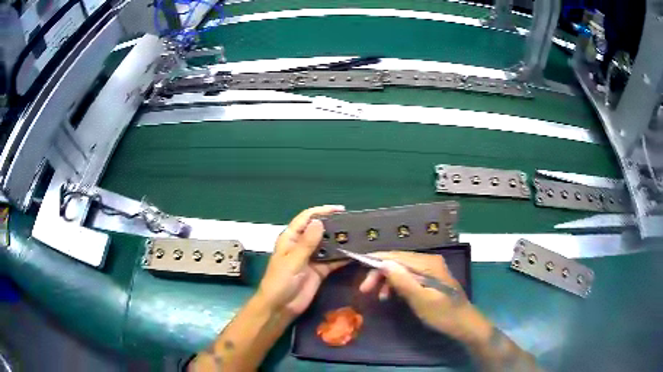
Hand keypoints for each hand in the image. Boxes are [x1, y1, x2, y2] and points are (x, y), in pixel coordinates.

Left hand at [257, 205, 346, 317]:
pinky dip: (343, 257)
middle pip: (319, 230)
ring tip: (359, 236)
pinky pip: (333, 261)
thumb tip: (319, 222)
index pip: (306, 218)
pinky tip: (355, 253)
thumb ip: (306, 243)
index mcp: (290, 238)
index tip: (340, 209)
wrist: (280, 307)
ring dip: (340, 241)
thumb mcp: (292, 261)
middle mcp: (302, 245)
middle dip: (334, 225)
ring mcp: (312, 258)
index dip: (322, 211)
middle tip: (354, 223)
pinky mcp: (320, 271)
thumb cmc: (280, 282)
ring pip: (328, 245)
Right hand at [359, 251, 488, 342]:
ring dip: (387, 281)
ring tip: (377, 297)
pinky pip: (409, 277)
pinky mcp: (430, 278)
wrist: (464, 323)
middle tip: (364, 290)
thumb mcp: (421, 300)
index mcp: (428, 263)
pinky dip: (398, 285)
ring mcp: (430, 269)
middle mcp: (429, 261)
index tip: (357, 264)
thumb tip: (384, 263)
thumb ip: (403, 281)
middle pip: (398, 261)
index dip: (376, 259)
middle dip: (380, 273)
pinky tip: (391, 296)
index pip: (397, 255)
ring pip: (402, 270)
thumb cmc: (443, 314)